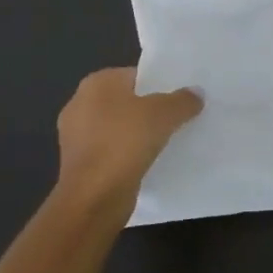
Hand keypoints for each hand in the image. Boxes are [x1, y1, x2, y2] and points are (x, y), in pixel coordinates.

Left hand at [54, 68, 200, 215]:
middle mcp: (80, 103)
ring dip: (138, 134)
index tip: (180, 98)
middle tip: (178, 117)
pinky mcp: (78, 163)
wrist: (93, 197)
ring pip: (118, 127)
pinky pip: (111, 150)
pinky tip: (148, 161)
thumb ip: (183, 100)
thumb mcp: (164, 114)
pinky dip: (127, 154)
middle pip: (127, 101)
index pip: (136, 76)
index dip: (160, 85)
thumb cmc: (125, 142)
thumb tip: (196, 93)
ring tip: (168, 140)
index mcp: (96, 83)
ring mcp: (76, 136)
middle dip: (149, 109)